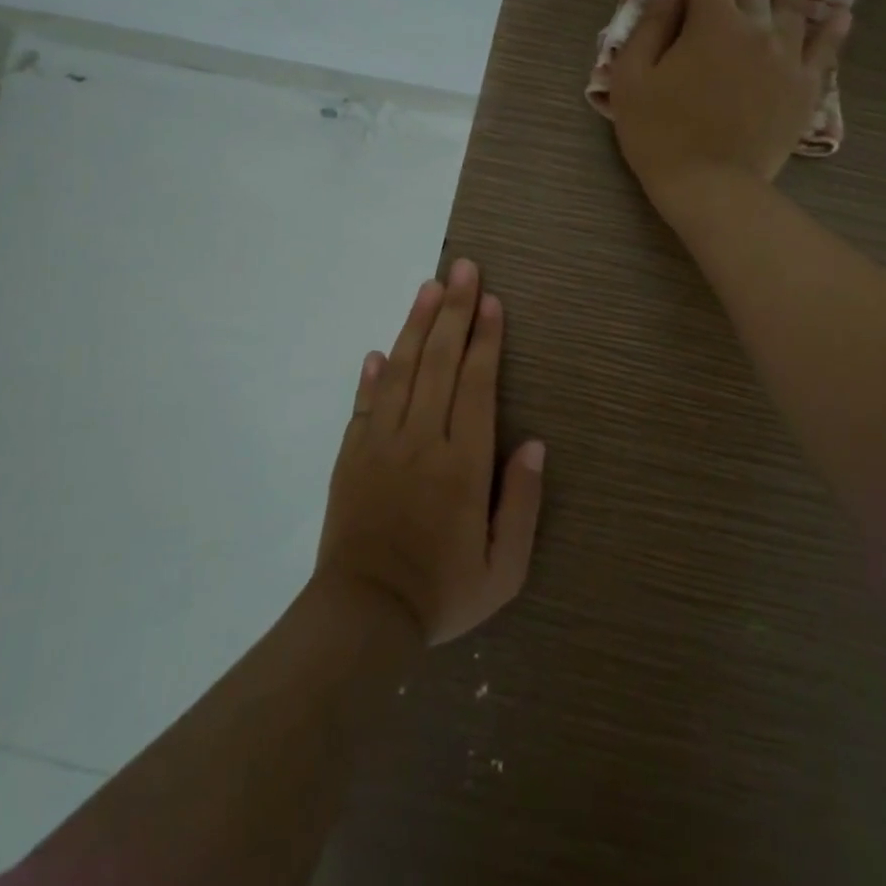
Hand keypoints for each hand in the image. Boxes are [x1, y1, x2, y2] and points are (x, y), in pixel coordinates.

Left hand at [314, 260, 544, 645]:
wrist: (363, 618)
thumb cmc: (442, 592)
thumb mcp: (504, 569)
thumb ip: (522, 502)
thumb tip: (534, 443)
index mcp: (462, 464)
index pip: (476, 385)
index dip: (485, 339)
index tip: (491, 300)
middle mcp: (421, 441)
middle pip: (438, 362)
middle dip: (453, 311)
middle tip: (462, 267)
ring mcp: (380, 444)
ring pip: (400, 371)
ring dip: (415, 325)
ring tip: (429, 287)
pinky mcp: (351, 455)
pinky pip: (364, 403)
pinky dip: (371, 373)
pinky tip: (379, 349)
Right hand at [609, 0, 851, 215]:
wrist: (711, 186)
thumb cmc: (660, 135)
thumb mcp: (633, 79)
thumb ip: (652, 24)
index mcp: (709, 24)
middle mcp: (754, 29)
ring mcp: (785, 58)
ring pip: (794, 2)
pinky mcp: (804, 88)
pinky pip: (824, 51)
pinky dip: (833, 29)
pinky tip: (842, 10)